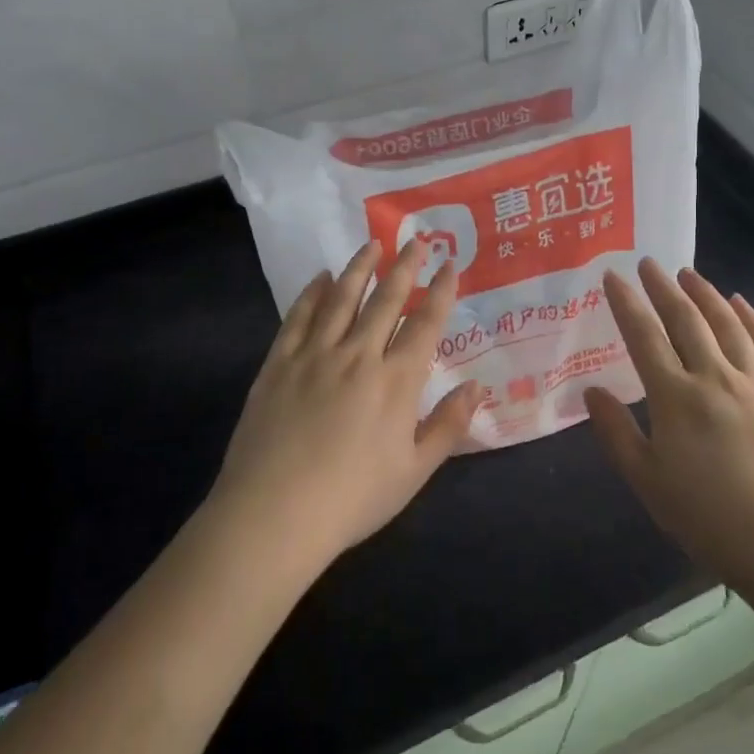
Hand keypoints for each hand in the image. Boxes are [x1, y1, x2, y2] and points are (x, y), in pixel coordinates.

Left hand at [210, 238, 481, 571]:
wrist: (275, 514)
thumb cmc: (353, 498)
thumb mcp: (415, 471)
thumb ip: (448, 425)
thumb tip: (477, 386)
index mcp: (396, 381)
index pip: (426, 323)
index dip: (441, 290)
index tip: (450, 263)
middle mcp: (359, 355)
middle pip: (386, 300)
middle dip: (405, 267)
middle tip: (415, 240)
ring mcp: (315, 355)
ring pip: (342, 298)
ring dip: (359, 268)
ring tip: (371, 245)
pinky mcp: (279, 363)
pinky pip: (299, 317)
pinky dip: (312, 293)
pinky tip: (319, 278)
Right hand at [583, 259, 753, 588]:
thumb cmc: (711, 521)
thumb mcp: (648, 484)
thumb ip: (616, 434)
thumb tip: (591, 392)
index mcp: (676, 398)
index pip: (644, 336)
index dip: (626, 303)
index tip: (613, 276)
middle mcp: (716, 378)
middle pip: (686, 320)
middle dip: (664, 288)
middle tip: (649, 263)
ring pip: (728, 325)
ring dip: (706, 294)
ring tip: (689, 273)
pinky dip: (753, 320)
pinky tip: (741, 305)